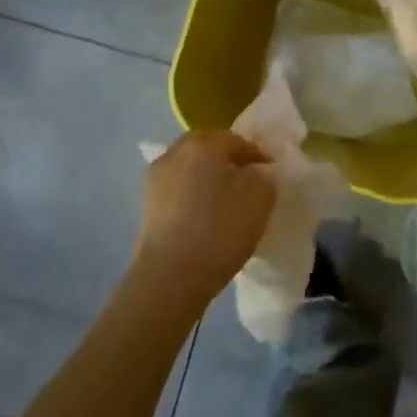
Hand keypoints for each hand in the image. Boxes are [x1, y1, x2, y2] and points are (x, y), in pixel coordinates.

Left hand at [130, 131, 275, 307]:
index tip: (270, 169)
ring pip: (187, 163)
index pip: (236, 140)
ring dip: (205, 171)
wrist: (169, 276)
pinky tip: (202, 209)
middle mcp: (175, 153)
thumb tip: (255, 174)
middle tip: (245, 174)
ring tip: (223, 193)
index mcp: (203, 146)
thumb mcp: (258, 203)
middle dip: (226, 154)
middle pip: (205, 144)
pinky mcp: (146, 202)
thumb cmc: (219, 232)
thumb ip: (263, 180)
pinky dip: (191, 188)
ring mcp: (156, 177)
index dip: (256, 153)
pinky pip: (176, 184)